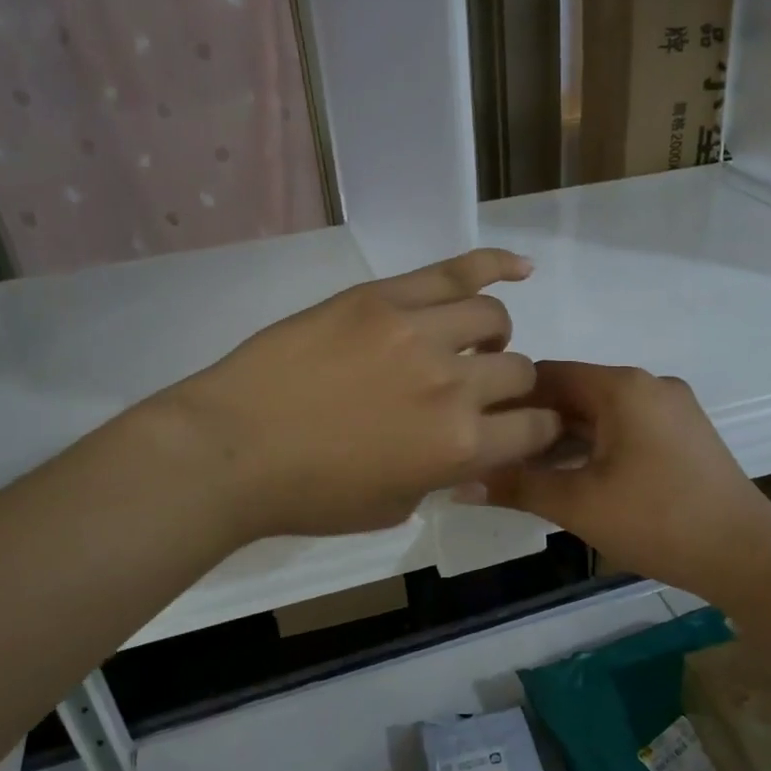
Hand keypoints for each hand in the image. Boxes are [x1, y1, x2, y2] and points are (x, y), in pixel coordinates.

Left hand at [151, 249, 562, 542]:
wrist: (232, 448)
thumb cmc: (308, 495)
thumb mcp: (393, 506)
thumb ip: (442, 474)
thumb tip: (463, 445)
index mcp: (459, 447)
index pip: (536, 429)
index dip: (539, 429)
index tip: (523, 426)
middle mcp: (453, 384)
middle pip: (517, 370)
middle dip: (508, 386)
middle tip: (476, 392)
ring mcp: (418, 332)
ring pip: (491, 316)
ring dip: (491, 335)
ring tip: (467, 342)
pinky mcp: (382, 297)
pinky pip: (453, 270)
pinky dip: (494, 264)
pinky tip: (519, 265)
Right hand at [477, 361, 770, 603]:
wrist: (748, 555)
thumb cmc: (658, 521)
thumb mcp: (579, 505)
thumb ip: (517, 487)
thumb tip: (458, 484)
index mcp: (623, 387)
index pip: (548, 374)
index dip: (508, 398)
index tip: (478, 427)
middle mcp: (649, 384)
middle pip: (575, 392)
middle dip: (534, 422)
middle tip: (496, 455)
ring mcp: (672, 408)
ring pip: (600, 411)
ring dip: (563, 436)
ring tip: (527, 469)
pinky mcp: (684, 433)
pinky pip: (625, 426)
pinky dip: (595, 444)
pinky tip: (574, 474)